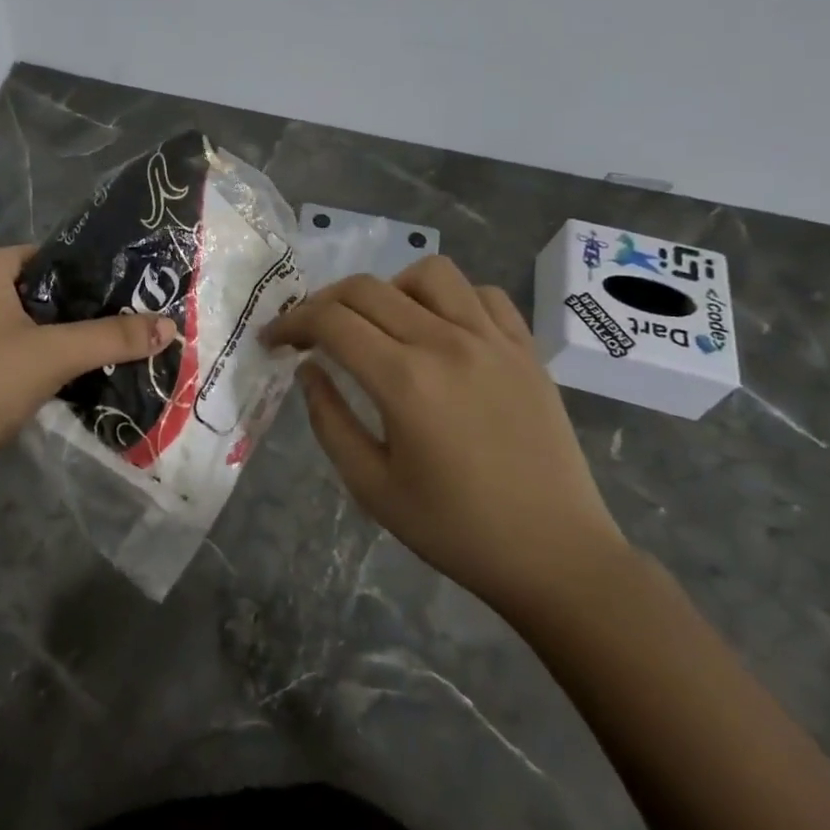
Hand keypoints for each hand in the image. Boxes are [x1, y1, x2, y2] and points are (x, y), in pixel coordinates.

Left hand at [0, 246, 175, 494]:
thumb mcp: (53, 356)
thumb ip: (113, 338)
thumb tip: (171, 325)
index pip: (50, 256)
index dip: (91, 276)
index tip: (131, 299)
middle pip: (37, 290)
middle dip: (78, 313)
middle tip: (125, 331)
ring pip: (19, 323)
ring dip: (56, 340)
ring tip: (102, 356)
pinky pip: (1, 348)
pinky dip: (30, 360)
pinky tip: (59, 381)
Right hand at [262, 255, 626, 620]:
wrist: (556, 556)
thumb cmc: (455, 530)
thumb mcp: (371, 486)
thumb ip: (329, 419)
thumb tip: (308, 370)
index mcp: (404, 381)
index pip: (330, 321)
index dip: (291, 323)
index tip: (273, 341)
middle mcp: (446, 343)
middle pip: (367, 288)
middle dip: (323, 302)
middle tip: (310, 333)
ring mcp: (493, 340)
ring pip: (428, 273)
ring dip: (389, 289)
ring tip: (380, 325)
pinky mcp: (526, 349)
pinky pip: (482, 294)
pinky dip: (450, 299)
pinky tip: (440, 331)